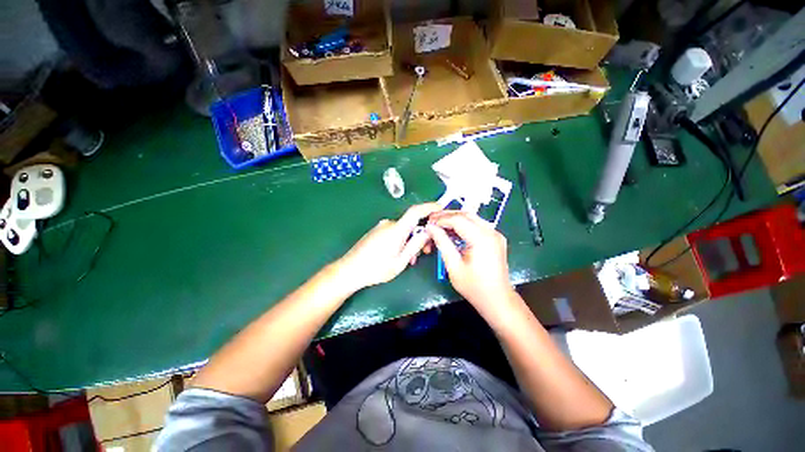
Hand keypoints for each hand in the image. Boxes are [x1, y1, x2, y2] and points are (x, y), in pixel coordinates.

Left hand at [338, 203, 441, 289]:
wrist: (349, 270)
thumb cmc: (375, 269)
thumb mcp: (400, 262)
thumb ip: (415, 245)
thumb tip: (427, 232)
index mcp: (396, 230)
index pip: (415, 212)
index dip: (429, 207)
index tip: (440, 207)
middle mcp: (388, 224)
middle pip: (411, 223)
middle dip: (420, 235)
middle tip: (425, 252)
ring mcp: (381, 227)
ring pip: (403, 230)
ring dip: (410, 241)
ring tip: (410, 259)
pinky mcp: (377, 231)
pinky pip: (394, 232)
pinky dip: (401, 240)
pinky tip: (399, 255)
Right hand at [426, 211, 516, 316]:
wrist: (498, 300)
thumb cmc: (474, 287)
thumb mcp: (453, 266)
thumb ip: (442, 243)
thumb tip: (430, 228)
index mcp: (482, 239)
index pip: (458, 220)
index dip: (441, 219)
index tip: (428, 223)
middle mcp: (491, 232)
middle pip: (466, 215)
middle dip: (447, 216)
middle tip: (431, 220)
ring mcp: (495, 234)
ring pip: (471, 218)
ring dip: (454, 219)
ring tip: (438, 225)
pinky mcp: (495, 238)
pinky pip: (476, 225)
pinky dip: (463, 226)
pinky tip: (452, 232)